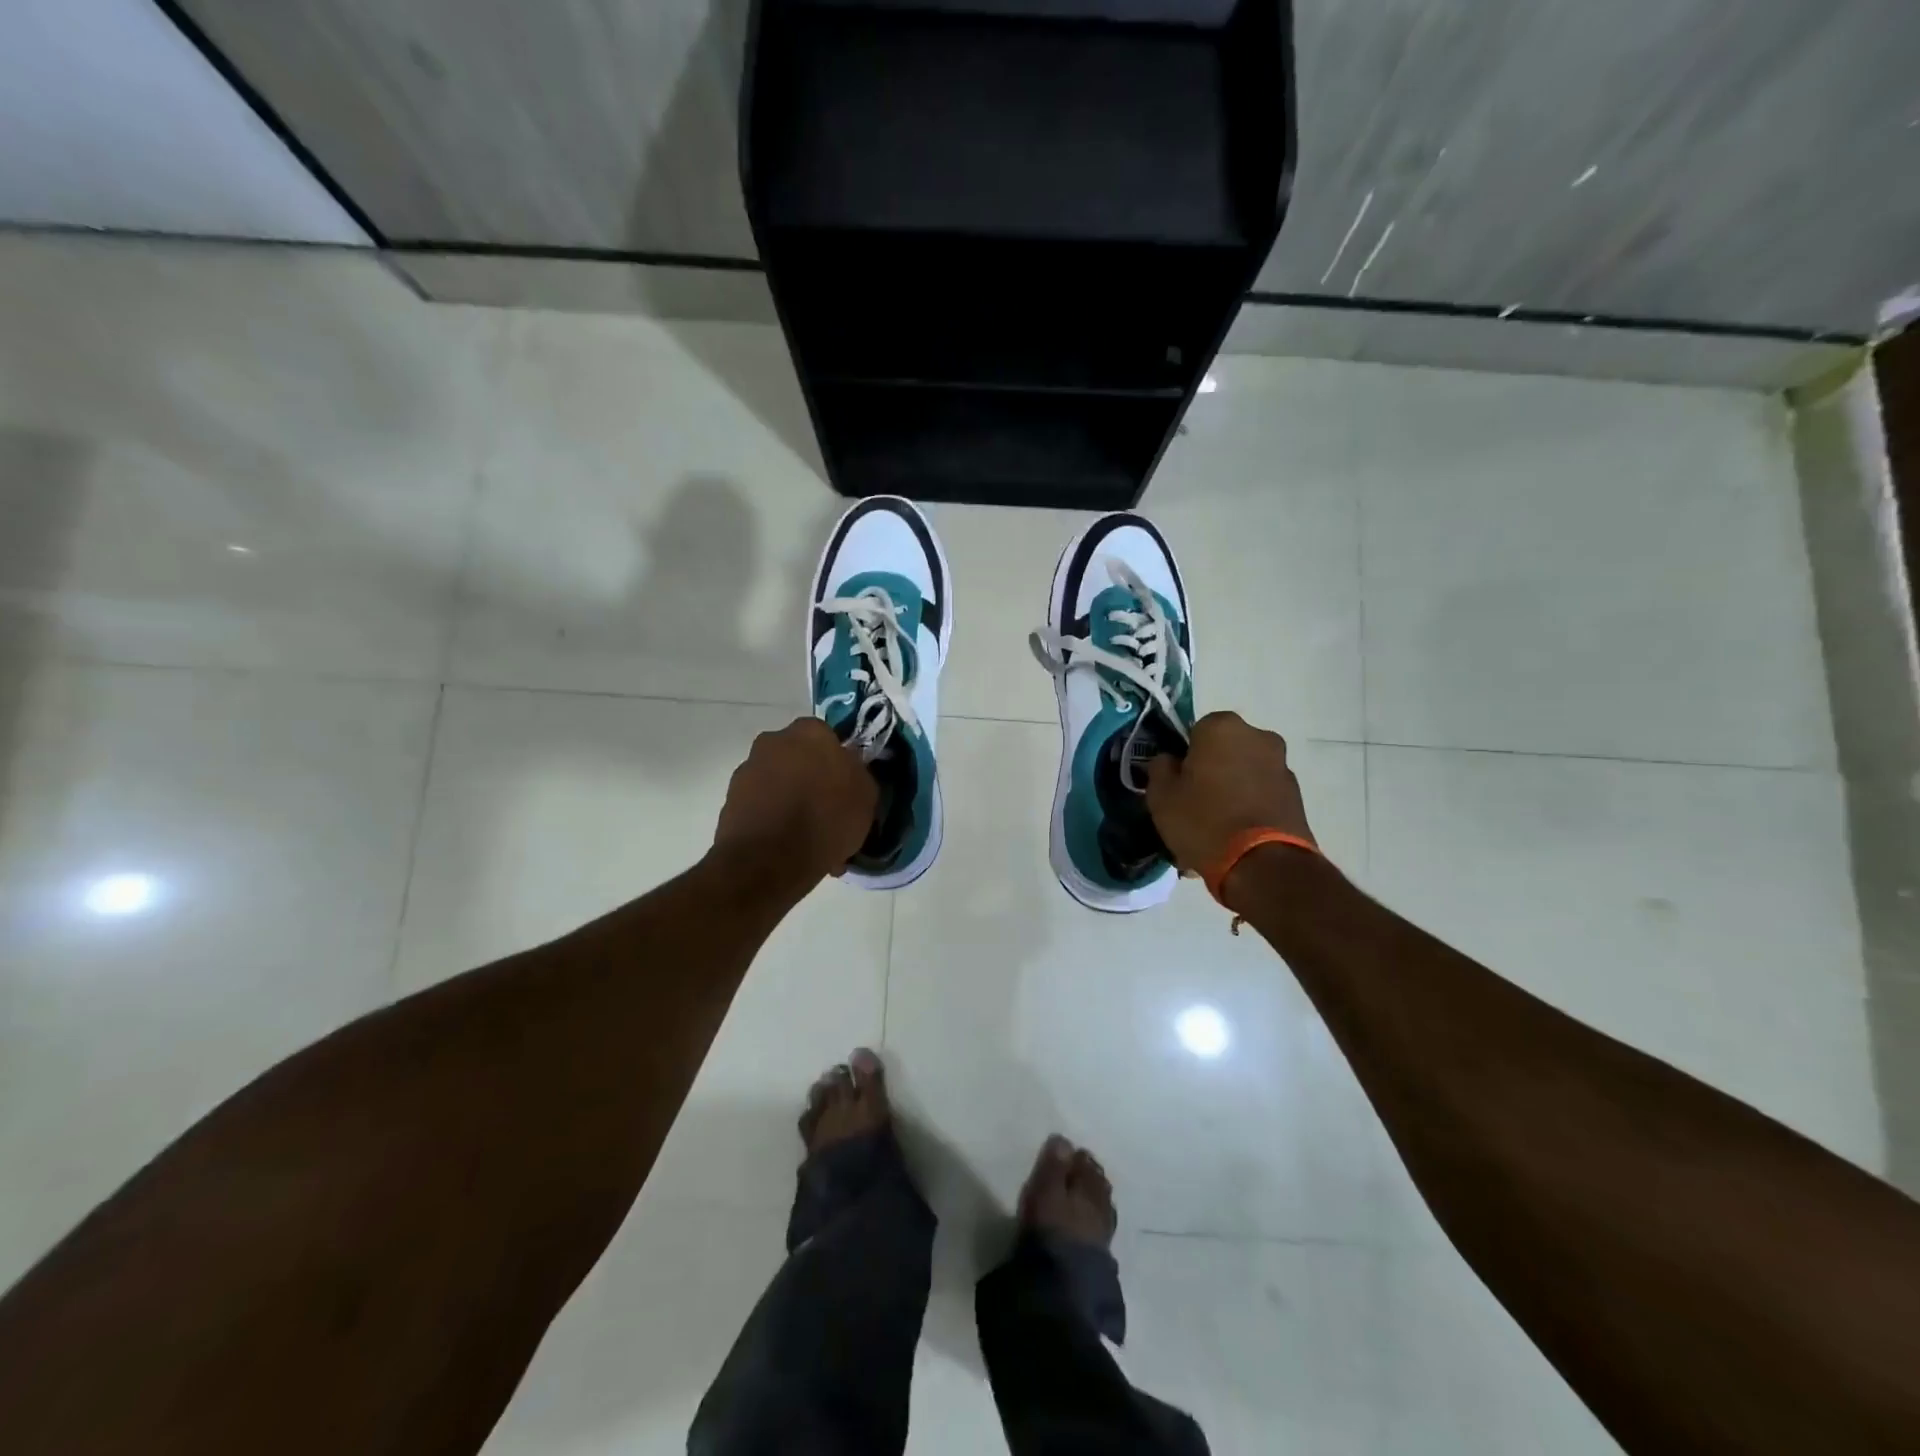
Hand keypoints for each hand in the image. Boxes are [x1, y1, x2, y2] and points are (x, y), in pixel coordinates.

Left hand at [713, 718, 877, 883]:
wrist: (770, 859)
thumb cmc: (827, 818)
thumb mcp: (866, 796)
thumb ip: (858, 774)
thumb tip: (849, 769)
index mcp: (810, 732)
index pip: (828, 738)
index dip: (838, 763)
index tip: (846, 787)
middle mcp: (773, 741)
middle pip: (798, 758)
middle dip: (810, 779)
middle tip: (827, 812)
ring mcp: (747, 770)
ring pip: (778, 783)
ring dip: (790, 801)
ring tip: (807, 838)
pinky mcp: (729, 801)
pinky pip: (761, 807)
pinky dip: (773, 821)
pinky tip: (788, 848)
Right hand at [1144, 712, 1315, 874]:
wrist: (1262, 865)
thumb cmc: (1203, 821)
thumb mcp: (1161, 796)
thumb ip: (1160, 769)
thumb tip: (1170, 761)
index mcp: (1222, 727)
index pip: (1195, 731)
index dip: (1184, 757)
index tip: (1177, 783)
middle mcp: (1258, 737)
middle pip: (1224, 751)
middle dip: (1210, 772)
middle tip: (1193, 804)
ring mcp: (1282, 766)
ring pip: (1243, 774)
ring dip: (1231, 791)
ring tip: (1214, 829)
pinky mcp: (1296, 796)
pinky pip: (1261, 796)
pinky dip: (1249, 808)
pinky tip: (1234, 837)